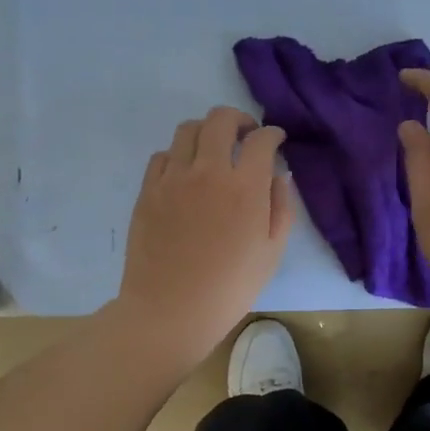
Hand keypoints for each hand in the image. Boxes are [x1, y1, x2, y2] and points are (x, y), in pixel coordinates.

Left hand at [116, 106, 292, 361]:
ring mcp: (173, 178)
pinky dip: (178, 155)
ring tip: (213, 150)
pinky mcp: (148, 190)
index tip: (276, 140)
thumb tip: (279, 176)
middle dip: (238, 119)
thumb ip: (281, 208)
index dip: (272, 134)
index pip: (261, 140)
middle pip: (220, 119)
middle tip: (245, 135)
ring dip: (206, 132)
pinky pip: (162, 155)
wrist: (170, 311)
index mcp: (245, 188)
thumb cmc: (230, 288)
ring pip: (188, 130)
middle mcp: (208, 171)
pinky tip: (185, 173)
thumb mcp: (271, 252)